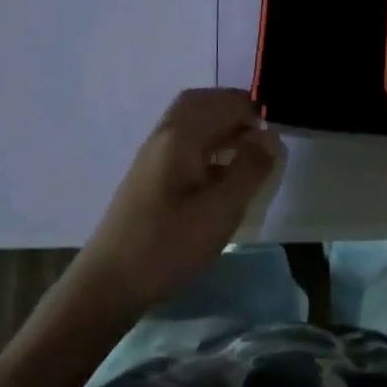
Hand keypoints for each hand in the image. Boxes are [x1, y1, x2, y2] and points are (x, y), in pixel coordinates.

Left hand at [71, 89, 282, 318]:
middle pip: (201, 103)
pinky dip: (207, 144)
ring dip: (220, 126)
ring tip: (247, 152)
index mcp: (180, 135)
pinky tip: (221, 173)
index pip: (223, 102)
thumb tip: (270, 137)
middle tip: (261, 133)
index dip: (253, 111)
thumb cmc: (169, 245)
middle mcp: (163, 135)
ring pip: (190, 122)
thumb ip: (250, 169)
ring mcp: (152, 155)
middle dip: (234, 109)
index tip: (277, 133)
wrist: (109, 283)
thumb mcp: (221, 210)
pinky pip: (183, 143)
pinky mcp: (149, 176)